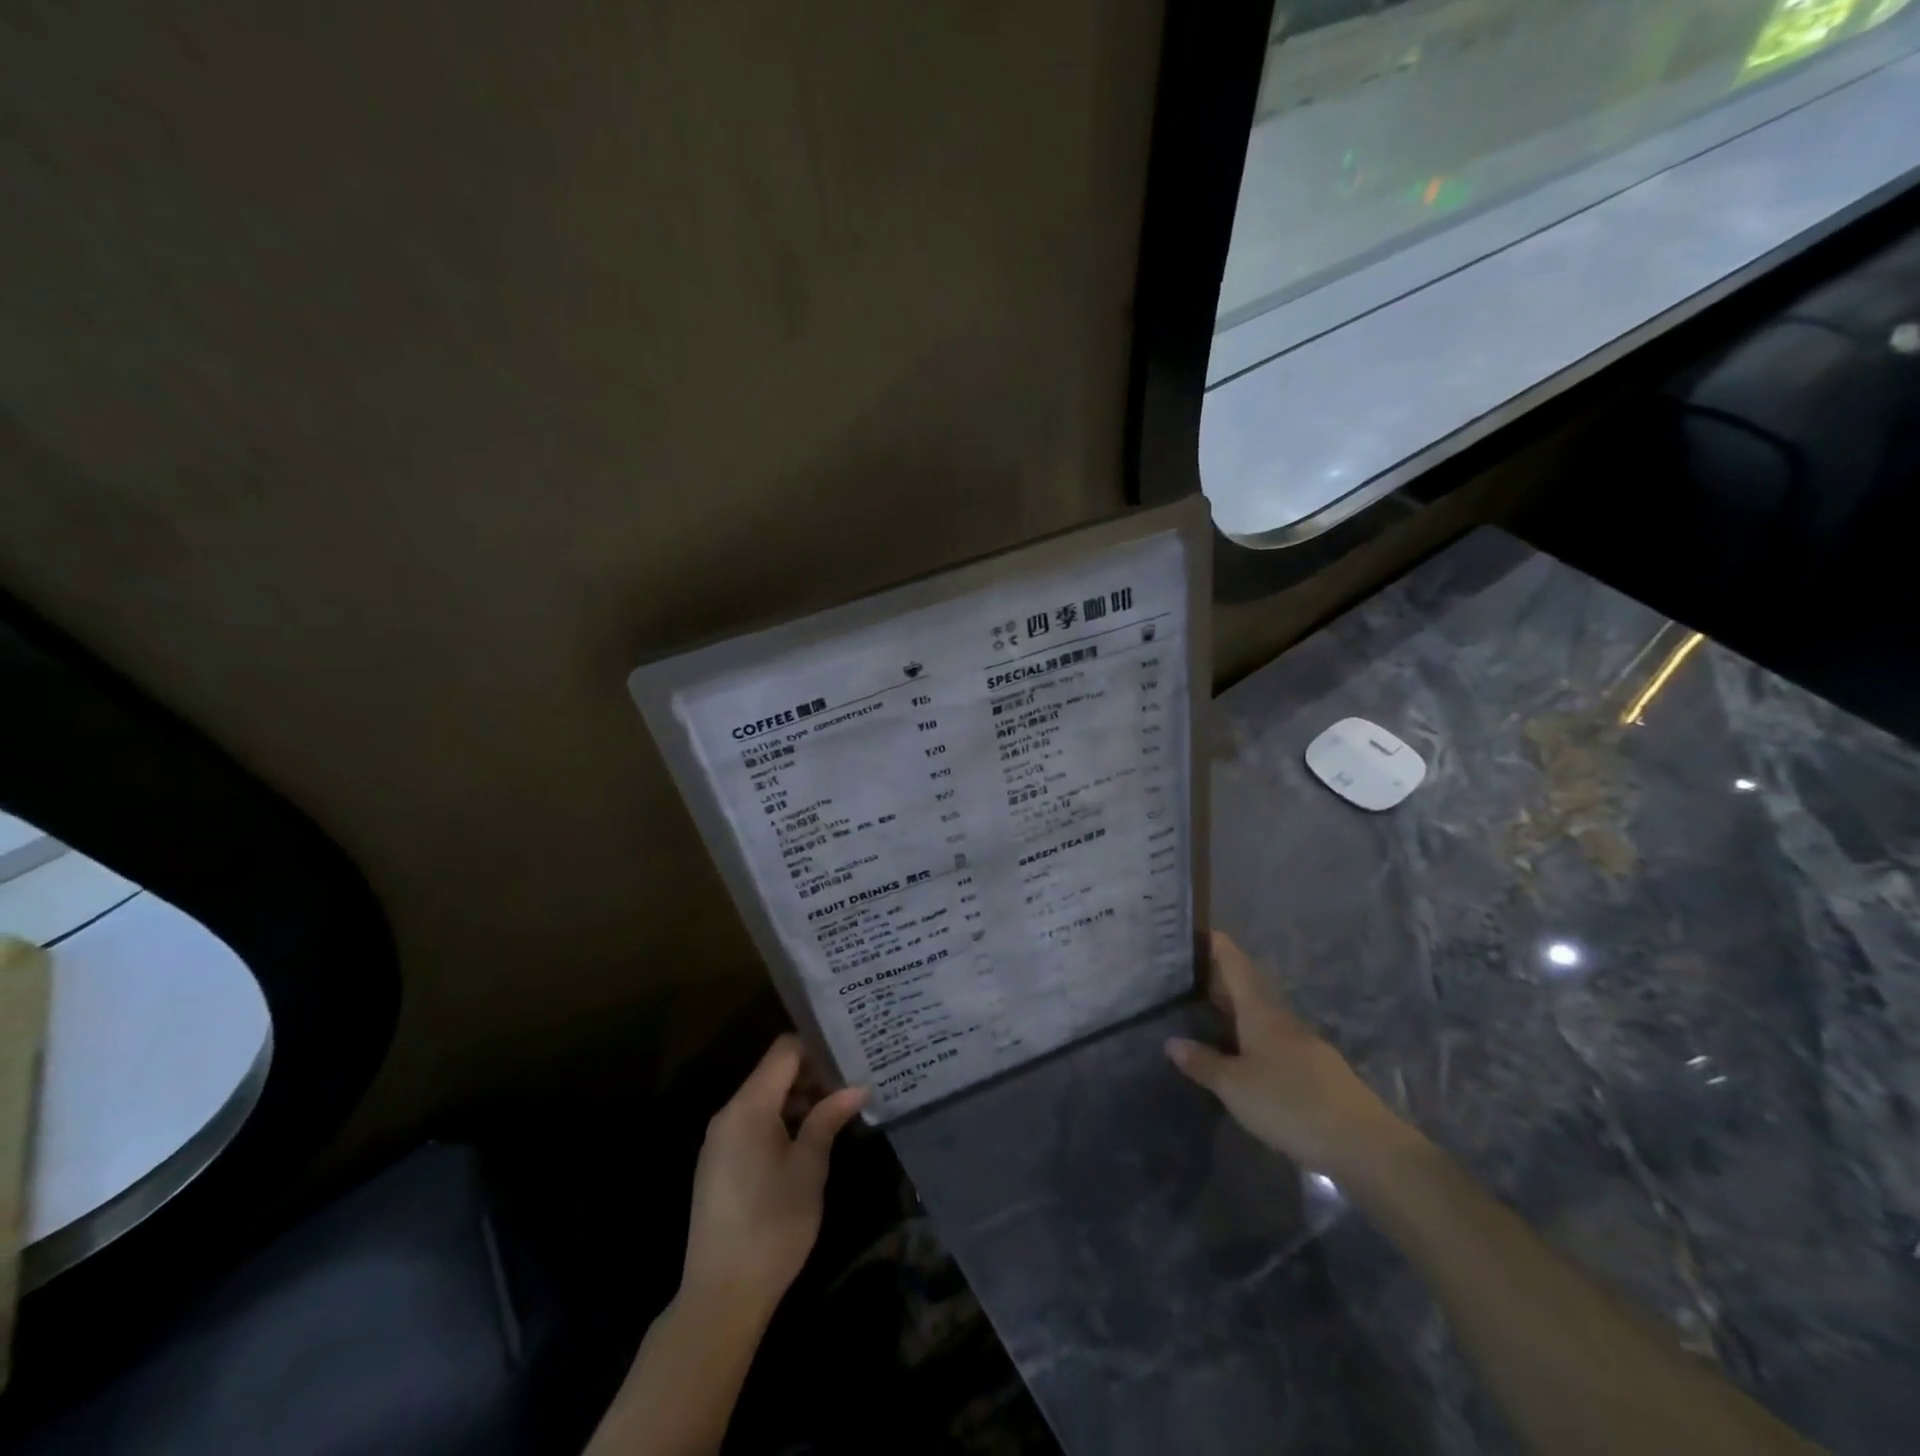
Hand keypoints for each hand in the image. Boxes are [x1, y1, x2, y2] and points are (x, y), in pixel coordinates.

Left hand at [680, 1034, 867, 1325]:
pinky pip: (752, 1123)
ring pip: (764, 1099)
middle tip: (851, 1087)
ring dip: (798, 1100)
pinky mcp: (719, 1163)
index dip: (817, 1048)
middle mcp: (728, 1114)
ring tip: (837, 1114)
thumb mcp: (810, 1168)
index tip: (849, 1058)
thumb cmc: (773, 1225)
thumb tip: (857, 1087)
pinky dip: (781, 1121)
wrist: (721, 1297)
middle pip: (773, 1072)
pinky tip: (808, 1142)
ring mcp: (720, 1140)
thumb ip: (829, 1119)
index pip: (784, 1050)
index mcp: (748, 1107)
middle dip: (812, 1075)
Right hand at [1166, 932, 1410, 1177]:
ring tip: (1205, 1011)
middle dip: (1219, 978)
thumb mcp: (1235, 1087)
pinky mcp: (1315, 1071)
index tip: (1197, 930)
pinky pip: (1274, 1040)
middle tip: (1185, 974)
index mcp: (1260, 1012)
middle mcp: (1282, 1019)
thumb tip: (1172, 1042)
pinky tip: (1240, 1053)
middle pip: (1248, 988)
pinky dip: (1251, 1036)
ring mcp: (1303, 1044)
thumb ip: (1203, 1063)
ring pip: (1261, 1015)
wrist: (1364, 1146)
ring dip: (1235, 1009)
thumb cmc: (1291, 1104)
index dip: (1217, 946)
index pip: (1235, 965)